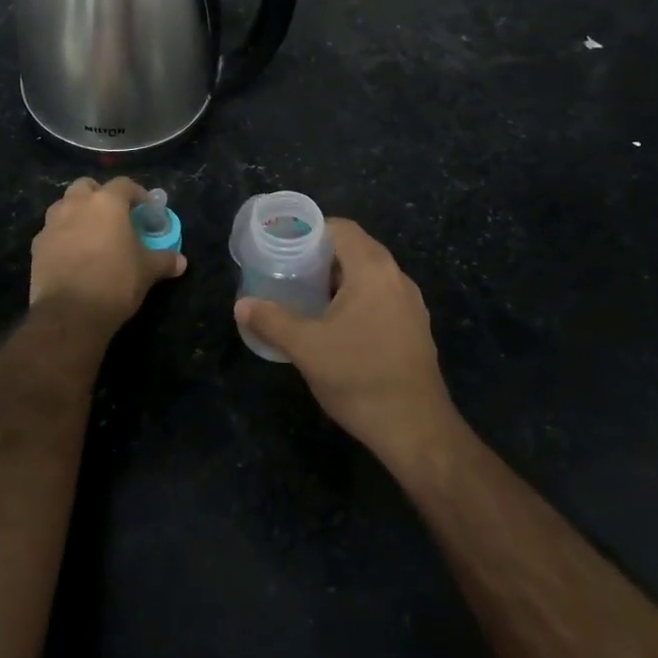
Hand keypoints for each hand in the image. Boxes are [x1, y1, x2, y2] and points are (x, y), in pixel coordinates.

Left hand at [30, 177, 186, 330]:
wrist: (70, 313)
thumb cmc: (115, 282)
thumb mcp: (147, 271)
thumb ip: (164, 260)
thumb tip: (181, 262)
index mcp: (106, 203)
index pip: (124, 184)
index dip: (137, 194)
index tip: (145, 209)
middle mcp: (76, 204)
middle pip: (87, 186)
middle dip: (99, 195)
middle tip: (113, 216)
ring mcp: (52, 223)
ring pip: (64, 205)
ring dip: (77, 213)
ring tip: (91, 234)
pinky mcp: (37, 245)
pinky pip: (52, 231)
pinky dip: (62, 236)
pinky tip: (72, 254)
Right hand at [234, 219, 456, 464]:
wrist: (416, 429)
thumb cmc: (359, 377)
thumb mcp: (306, 348)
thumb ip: (271, 321)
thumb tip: (242, 305)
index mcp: (373, 270)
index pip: (341, 228)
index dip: (311, 231)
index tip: (284, 246)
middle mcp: (397, 278)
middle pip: (356, 249)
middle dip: (321, 256)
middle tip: (289, 271)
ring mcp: (410, 304)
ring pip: (369, 275)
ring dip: (338, 280)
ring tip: (306, 297)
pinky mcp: (415, 328)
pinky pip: (381, 297)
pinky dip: (356, 299)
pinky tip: (336, 326)